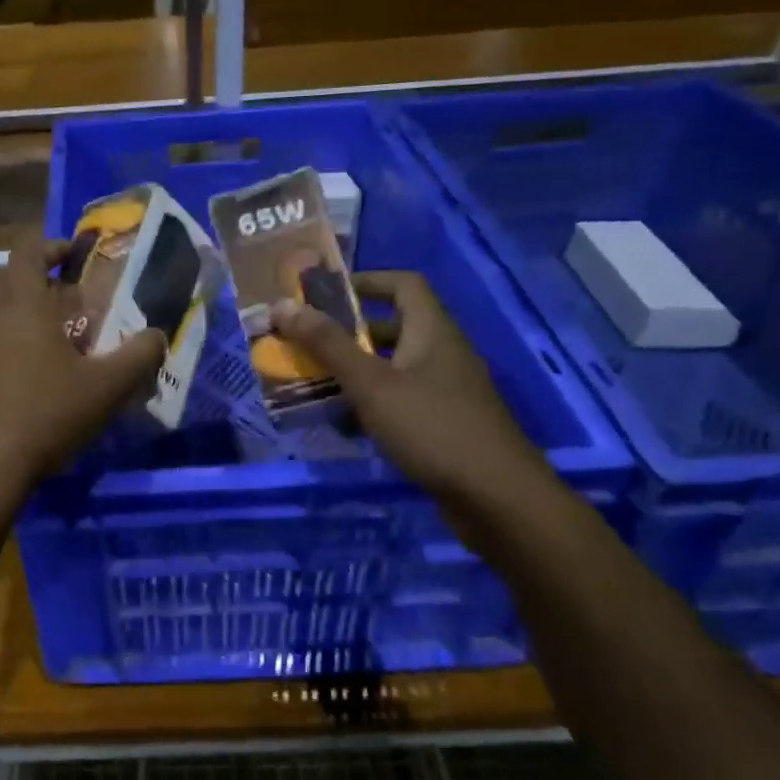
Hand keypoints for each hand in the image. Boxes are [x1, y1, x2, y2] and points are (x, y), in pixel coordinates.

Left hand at [0, 233, 166, 499]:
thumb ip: (139, 356)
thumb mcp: (106, 388)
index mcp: (21, 307)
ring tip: (48, 347)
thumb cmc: (47, 414)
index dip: (51, 245)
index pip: (26, 251)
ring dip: (12, 318)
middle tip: (55, 299)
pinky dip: (1, 354)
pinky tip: (26, 388)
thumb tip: (158, 336)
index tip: (73, 256)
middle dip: (23, 278)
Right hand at [272, 271, 548, 504]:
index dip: (366, 281)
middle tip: (308, 342)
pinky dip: (372, 404)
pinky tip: (345, 425)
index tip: (325, 294)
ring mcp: (446, 391)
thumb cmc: (432, 428)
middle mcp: (442, 354)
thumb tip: (283, 305)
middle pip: (394, 327)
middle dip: (349, 333)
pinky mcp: (444, 424)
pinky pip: (401, 400)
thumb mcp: (372, 384)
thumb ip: (328, 345)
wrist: (496, 498)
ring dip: (356, 372)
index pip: (403, 284)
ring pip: (394, 368)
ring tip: (314, 383)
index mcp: (432, 331)